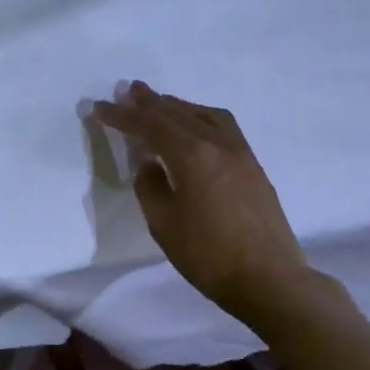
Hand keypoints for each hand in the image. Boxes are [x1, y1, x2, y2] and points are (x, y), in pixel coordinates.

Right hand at [92, 82, 309, 325]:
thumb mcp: (163, 224)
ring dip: (177, 106)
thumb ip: (150, 187)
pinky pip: (222, 126)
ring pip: (204, 114)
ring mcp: (240, 152)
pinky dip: (199, 117)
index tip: (99, 107)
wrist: (269, 279)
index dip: (122, 115)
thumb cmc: (208, 255)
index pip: (150, 125)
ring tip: (158, 103)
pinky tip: (193, 125)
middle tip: (128, 90)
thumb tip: (150, 164)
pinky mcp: (252, 165)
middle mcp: (218, 144)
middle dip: (149, 102)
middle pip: (177, 113)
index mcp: (192, 155)